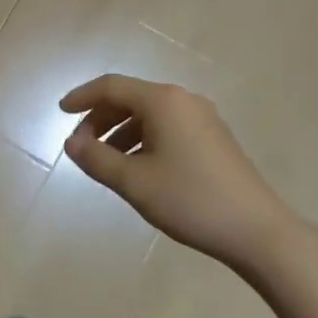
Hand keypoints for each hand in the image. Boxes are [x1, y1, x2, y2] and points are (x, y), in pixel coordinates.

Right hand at [61, 75, 292, 270]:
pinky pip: (168, 127)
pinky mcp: (214, 138)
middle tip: (81, 146)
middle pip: (131, 98)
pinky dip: (144, 139)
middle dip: (101, 118)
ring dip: (121, 131)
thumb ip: (97, 159)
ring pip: (150, 115)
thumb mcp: (134, 182)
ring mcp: (203, 118)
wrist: (257, 231)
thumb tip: (72, 143)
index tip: (60, 112)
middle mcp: (183, 100)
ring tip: (105, 161)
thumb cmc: (190, 200)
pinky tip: (138, 167)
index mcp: (163, 101)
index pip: (112, 86)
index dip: (82, 97)